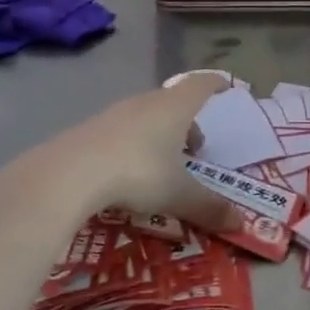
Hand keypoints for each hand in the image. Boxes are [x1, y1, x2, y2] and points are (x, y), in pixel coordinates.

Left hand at [42, 75, 238, 232]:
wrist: (69, 173)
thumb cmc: (137, 173)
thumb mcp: (178, 195)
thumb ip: (209, 208)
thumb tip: (240, 224)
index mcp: (174, 108)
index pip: (200, 85)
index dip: (216, 85)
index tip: (226, 87)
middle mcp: (145, 103)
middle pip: (173, 102)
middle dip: (188, 123)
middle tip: (196, 150)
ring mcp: (114, 114)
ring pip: (146, 116)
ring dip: (160, 135)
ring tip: (163, 165)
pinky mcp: (90, 130)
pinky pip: (122, 132)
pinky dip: (134, 145)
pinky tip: (128, 174)